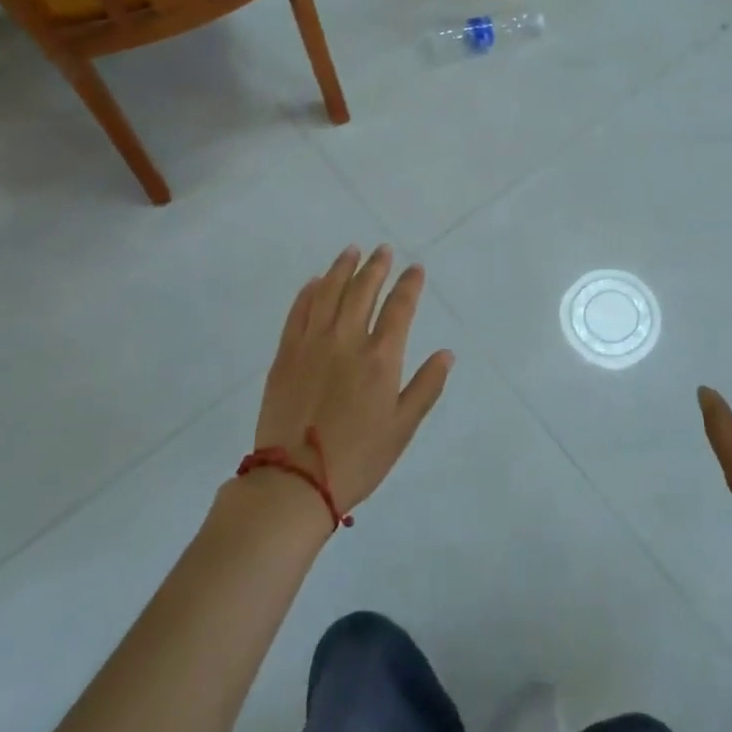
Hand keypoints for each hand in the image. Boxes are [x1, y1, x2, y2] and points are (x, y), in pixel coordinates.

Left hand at [252, 246, 454, 512]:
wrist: (294, 481)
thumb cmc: (358, 458)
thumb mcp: (403, 428)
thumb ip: (426, 386)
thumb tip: (447, 353)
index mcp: (380, 357)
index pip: (399, 307)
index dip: (409, 284)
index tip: (415, 269)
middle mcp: (347, 340)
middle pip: (363, 290)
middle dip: (376, 266)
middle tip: (383, 250)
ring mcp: (312, 344)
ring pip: (329, 292)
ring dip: (342, 268)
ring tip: (352, 251)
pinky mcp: (285, 354)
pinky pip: (298, 312)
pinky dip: (309, 292)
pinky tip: (316, 282)